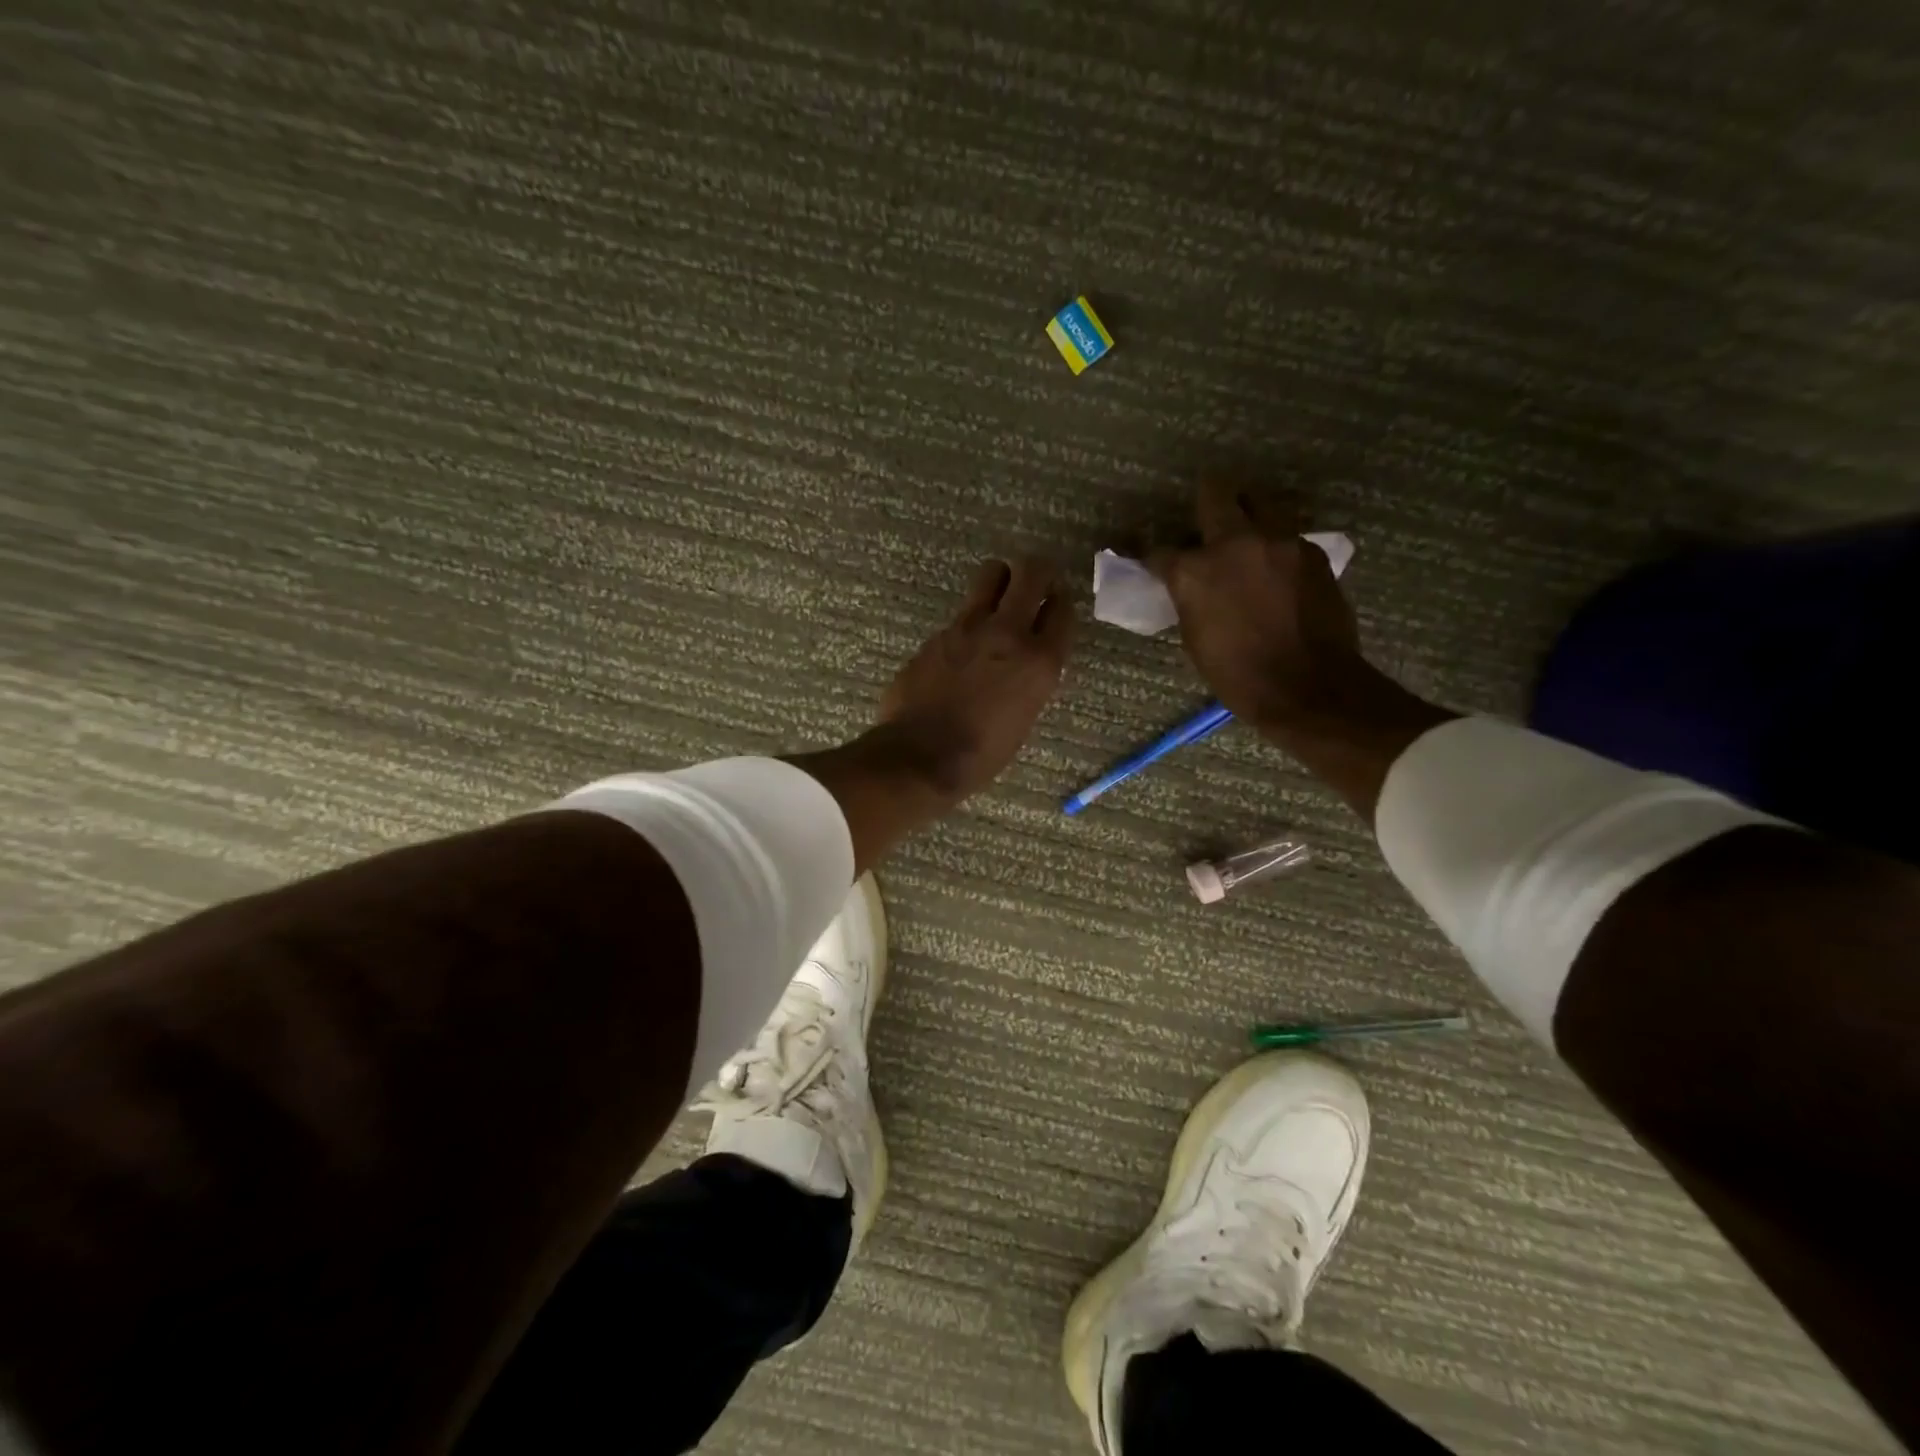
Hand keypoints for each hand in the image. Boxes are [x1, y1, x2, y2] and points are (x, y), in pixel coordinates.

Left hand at [879, 556, 1073, 800]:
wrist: (922, 756)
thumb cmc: (982, 753)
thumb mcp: (1025, 717)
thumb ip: (1031, 677)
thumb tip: (1026, 660)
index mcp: (1040, 662)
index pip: (1063, 610)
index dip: (1060, 604)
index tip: (1054, 606)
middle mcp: (1009, 633)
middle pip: (1032, 572)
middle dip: (1037, 572)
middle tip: (1033, 584)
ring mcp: (969, 628)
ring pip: (991, 574)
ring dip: (1000, 581)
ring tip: (997, 600)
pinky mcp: (938, 633)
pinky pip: (962, 611)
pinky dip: (969, 620)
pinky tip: (962, 646)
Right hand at [1147, 483, 1365, 733]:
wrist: (1308, 685)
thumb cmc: (1239, 674)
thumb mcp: (1196, 637)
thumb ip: (1190, 598)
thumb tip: (1191, 585)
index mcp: (1194, 571)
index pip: (1159, 550)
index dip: (1152, 555)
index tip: (1151, 558)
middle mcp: (1234, 543)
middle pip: (1215, 494)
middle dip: (1206, 498)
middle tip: (1206, 513)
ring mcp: (1278, 541)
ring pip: (1259, 505)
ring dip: (1248, 515)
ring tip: (1247, 537)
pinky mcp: (1311, 551)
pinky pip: (1287, 536)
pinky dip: (1277, 548)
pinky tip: (1278, 570)